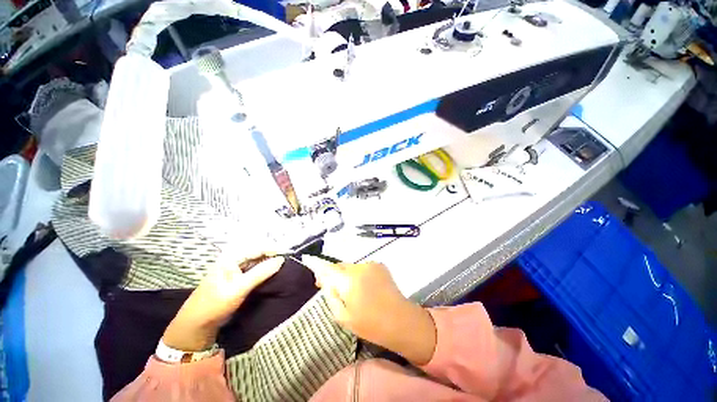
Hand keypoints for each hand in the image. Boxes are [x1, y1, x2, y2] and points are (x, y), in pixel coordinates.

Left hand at [162, 254, 283, 351]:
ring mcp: (235, 270)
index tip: (287, 255)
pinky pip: (254, 270)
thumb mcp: (240, 288)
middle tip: (287, 261)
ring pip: (256, 262)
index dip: (273, 249)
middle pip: (257, 253)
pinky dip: (263, 271)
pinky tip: (272, 274)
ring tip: (283, 267)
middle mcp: (233, 260)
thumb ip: (261, 272)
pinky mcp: (237, 279)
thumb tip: (281, 260)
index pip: (257, 248)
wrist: (196, 325)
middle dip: (272, 256)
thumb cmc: (215, 304)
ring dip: (268, 263)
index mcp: (231, 258)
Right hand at [302, 256, 436, 364]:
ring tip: (351, 289)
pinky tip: (364, 286)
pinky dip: (359, 274)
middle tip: (331, 287)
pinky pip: (362, 267)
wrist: (400, 319)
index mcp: (348, 280)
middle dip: (334, 274)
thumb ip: (330, 295)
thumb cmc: (369, 323)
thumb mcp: (343, 316)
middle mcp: (358, 267)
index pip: (327, 268)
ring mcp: (370, 264)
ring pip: (351, 266)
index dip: (317, 266)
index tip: (310, 265)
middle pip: (340, 266)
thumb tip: (324, 281)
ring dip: (347, 274)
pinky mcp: (379, 264)